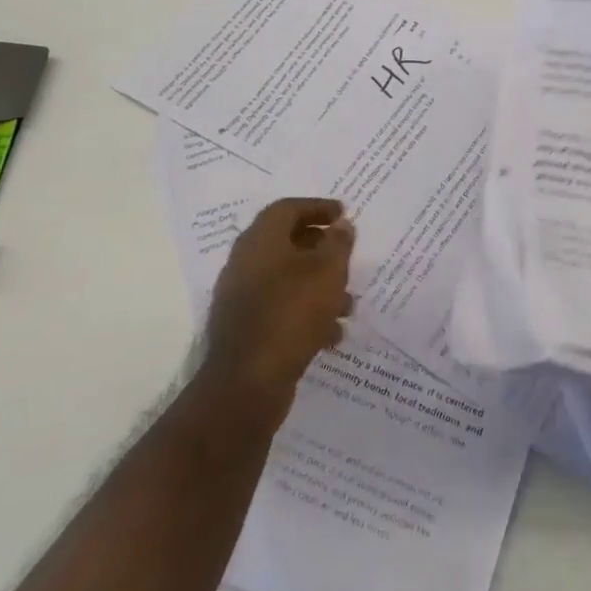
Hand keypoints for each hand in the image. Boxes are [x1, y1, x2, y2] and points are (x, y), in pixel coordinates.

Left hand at [204, 198, 354, 421]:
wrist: (247, 384)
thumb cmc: (292, 312)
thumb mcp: (328, 271)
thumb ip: (338, 243)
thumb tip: (341, 225)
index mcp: (260, 240)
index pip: (288, 208)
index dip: (317, 207)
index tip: (343, 214)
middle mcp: (245, 263)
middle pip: (287, 243)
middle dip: (321, 250)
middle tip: (346, 256)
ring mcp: (241, 298)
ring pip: (287, 280)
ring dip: (319, 287)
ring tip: (348, 305)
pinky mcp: (245, 330)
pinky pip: (280, 310)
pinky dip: (306, 314)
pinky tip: (331, 335)